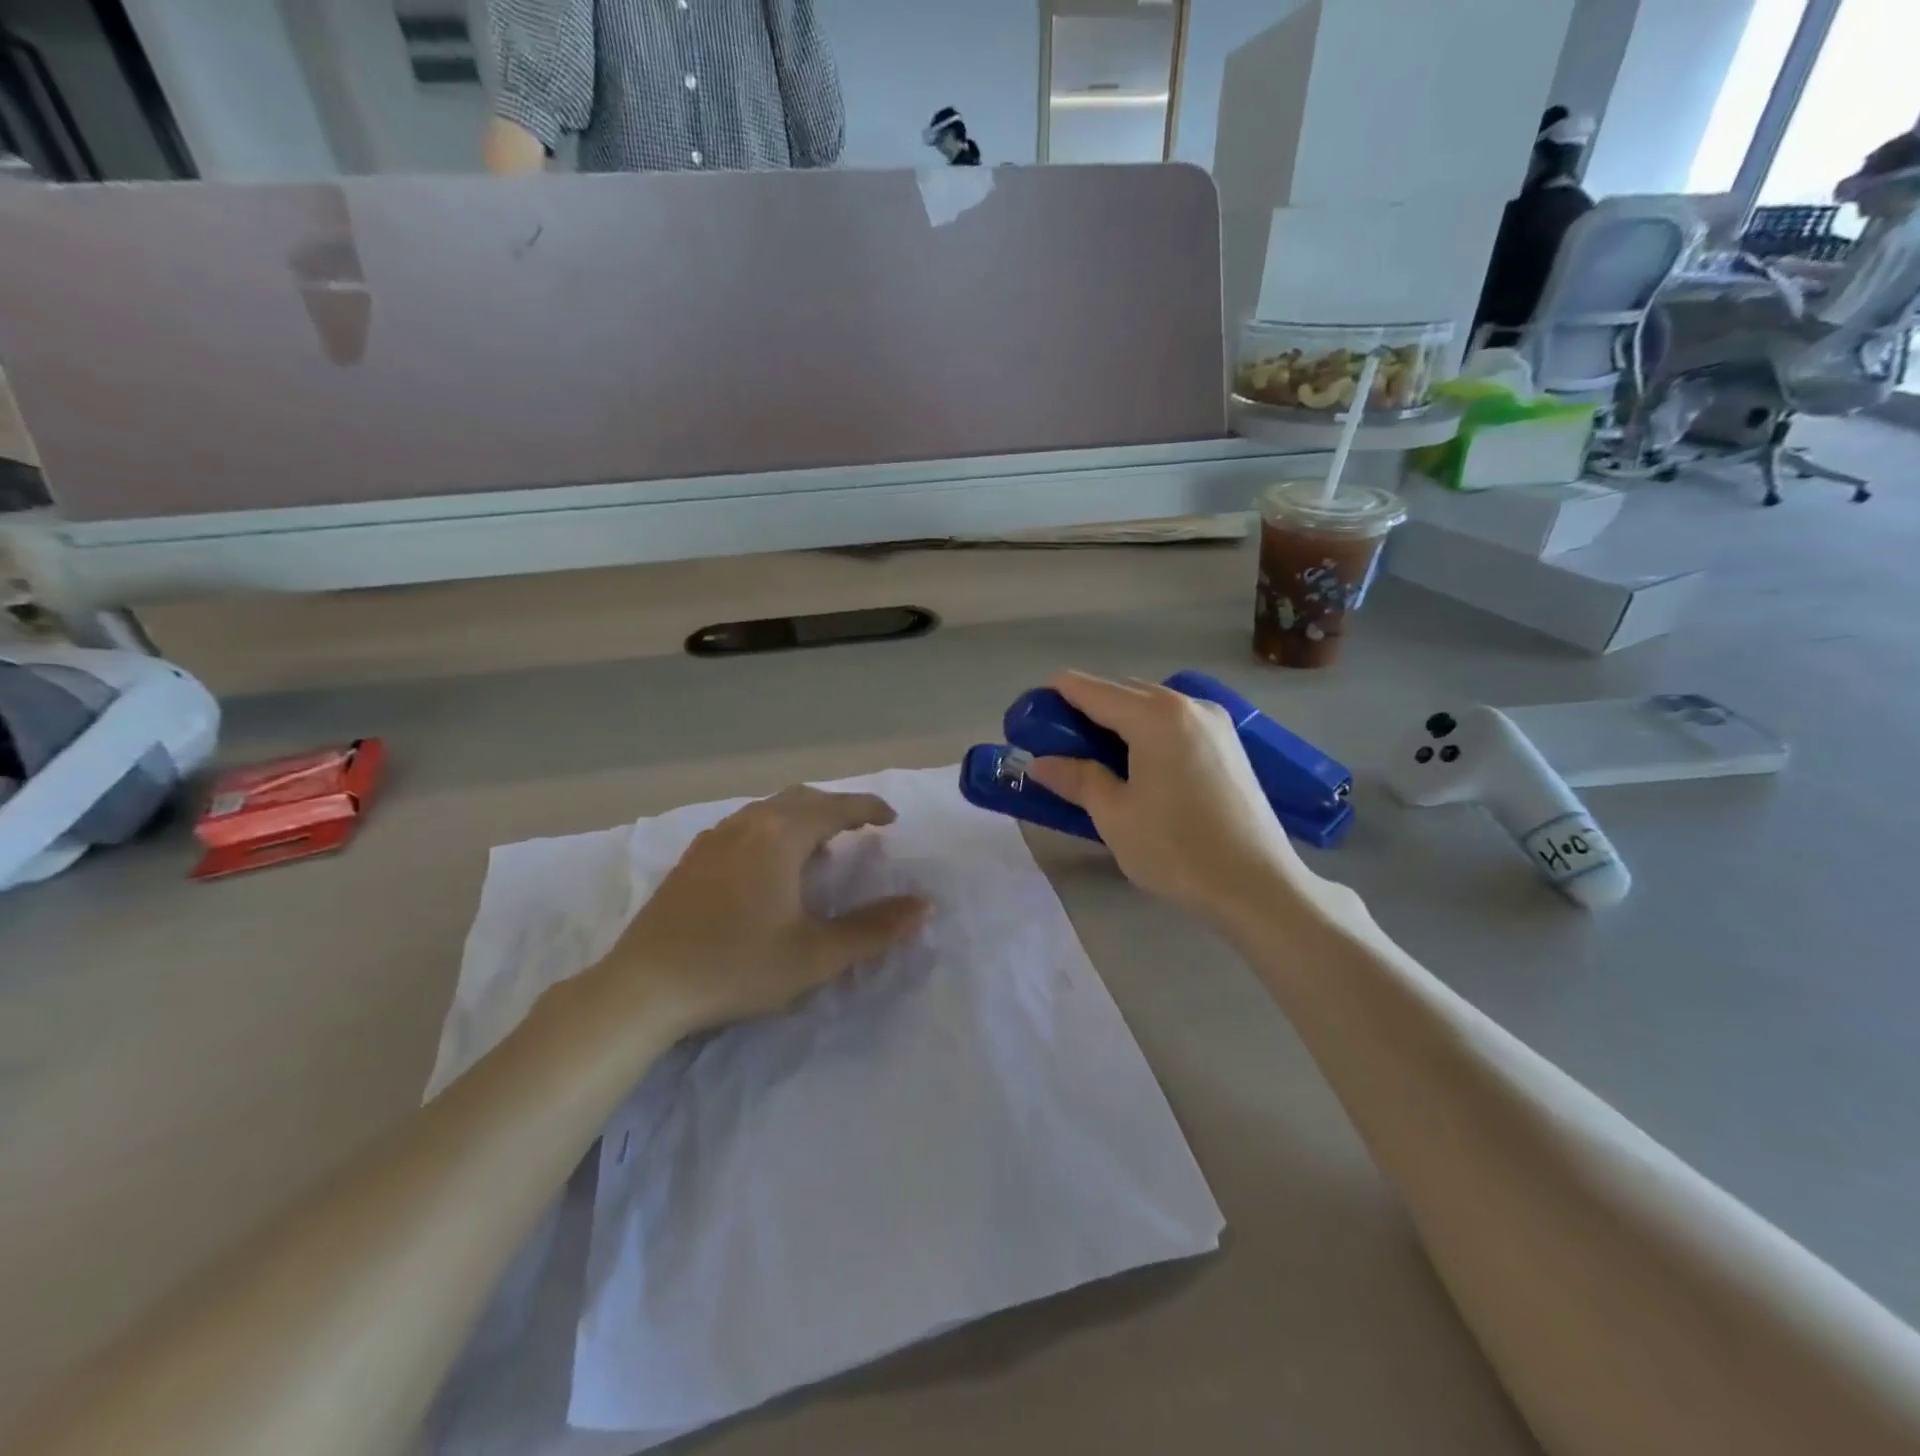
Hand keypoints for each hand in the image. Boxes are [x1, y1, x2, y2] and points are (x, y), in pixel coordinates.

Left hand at [597, 787, 929, 1039]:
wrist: (644, 987)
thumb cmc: (736, 967)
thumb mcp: (815, 955)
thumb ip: (873, 929)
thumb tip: (925, 905)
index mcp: (780, 837)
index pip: (835, 807)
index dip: (868, 808)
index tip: (891, 819)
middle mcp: (747, 824)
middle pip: (801, 799)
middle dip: (836, 807)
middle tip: (860, 828)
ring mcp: (714, 839)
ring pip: (769, 810)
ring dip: (802, 817)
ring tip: (820, 845)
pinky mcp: (692, 858)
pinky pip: (744, 825)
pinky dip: (772, 829)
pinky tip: (768, 863)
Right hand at [1026, 672, 1316, 924]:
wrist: (1259, 885)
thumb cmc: (1178, 849)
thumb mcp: (1114, 815)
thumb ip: (1076, 778)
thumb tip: (1040, 762)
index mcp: (1156, 715)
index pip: (1091, 690)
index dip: (1054, 696)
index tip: (1028, 716)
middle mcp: (1188, 704)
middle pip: (1123, 692)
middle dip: (1085, 709)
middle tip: (1056, 744)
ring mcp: (1215, 722)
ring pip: (1151, 706)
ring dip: (1117, 720)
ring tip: (1093, 757)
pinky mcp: (1229, 744)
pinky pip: (1175, 722)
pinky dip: (1147, 731)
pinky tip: (1136, 764)